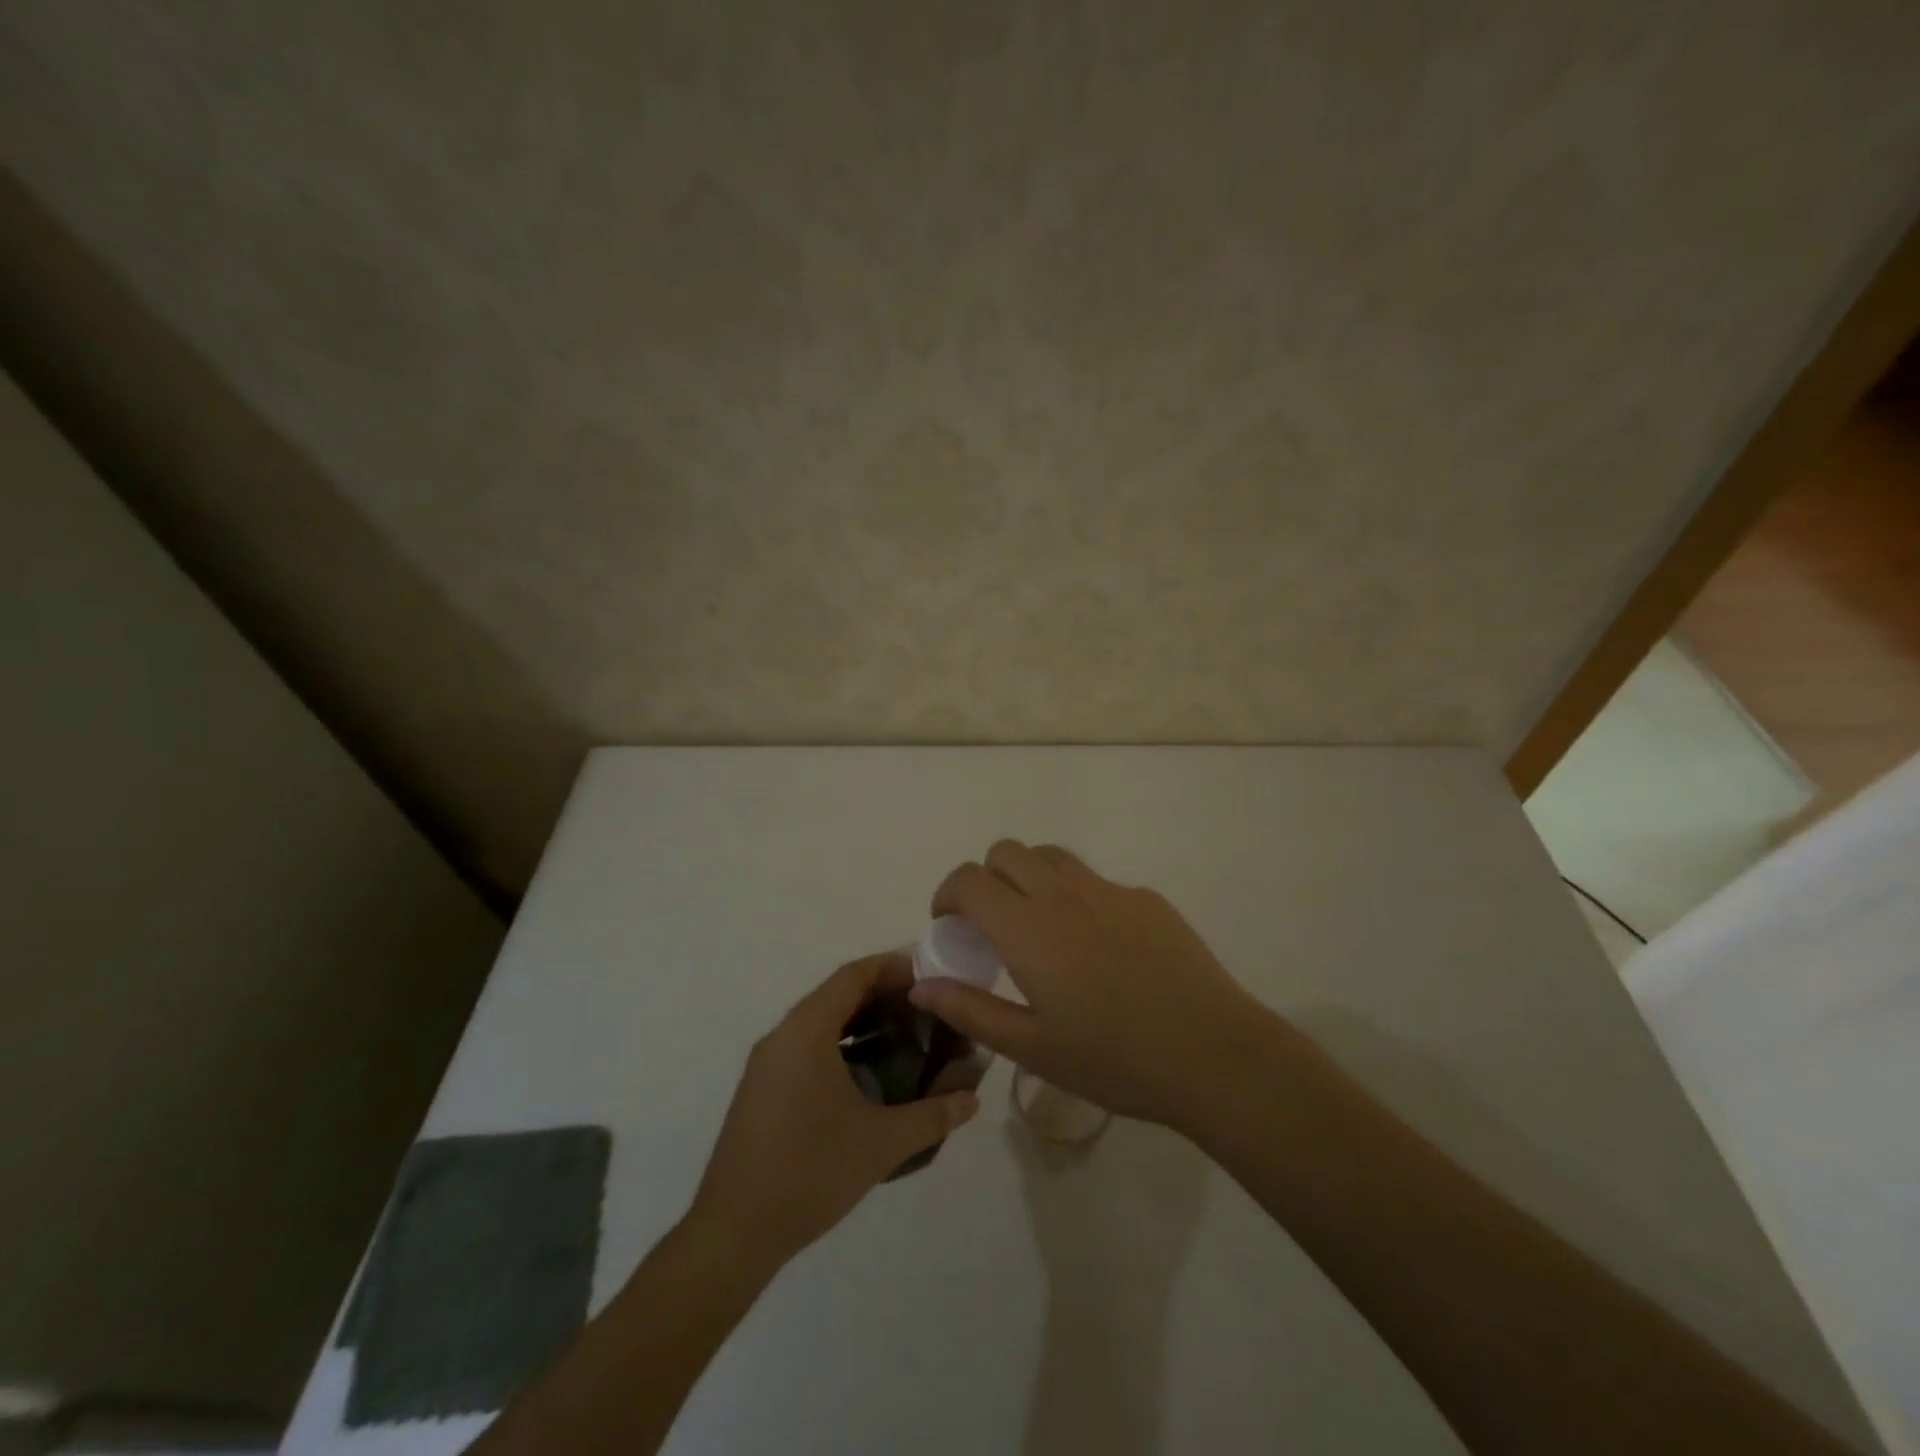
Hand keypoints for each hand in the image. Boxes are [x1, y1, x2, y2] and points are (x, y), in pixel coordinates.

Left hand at [689, 953, 979, 1268]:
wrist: (733, 1232)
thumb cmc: (810, 1172)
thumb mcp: (881, 1144)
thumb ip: (932, 1116)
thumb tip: (972, 1100)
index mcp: (807, 1030)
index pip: (854, 975)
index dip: (893, 967)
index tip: (930, 973)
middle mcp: (783, 1034)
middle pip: (837, 993)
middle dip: (882, 994)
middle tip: (927, 1006)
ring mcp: (768, 1062)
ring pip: (820, 1021)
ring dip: (860, 1020)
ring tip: (905, 1034)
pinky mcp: (762, 1088)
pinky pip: (806, 1045)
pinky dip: (840, 1043)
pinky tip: (868, 1073)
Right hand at [908, 841, 1286, 1131]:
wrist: (1213, 1054)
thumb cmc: (1114, 1059)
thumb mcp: (1031, 1047)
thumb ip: (970, 1010)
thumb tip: (922, 986)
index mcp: (1028, 928)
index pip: (970, 879)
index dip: (948, 894)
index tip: (949, 925)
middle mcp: (1064, 894)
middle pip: (1007, 852)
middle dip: (986, 878)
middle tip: (992, 925)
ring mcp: (1110, 891)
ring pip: (1053, 857)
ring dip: (1030, 877)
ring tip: (1040, 927)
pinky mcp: (1148, 899)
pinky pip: (1098, 883)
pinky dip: (1079, 899)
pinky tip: (1102, 951)